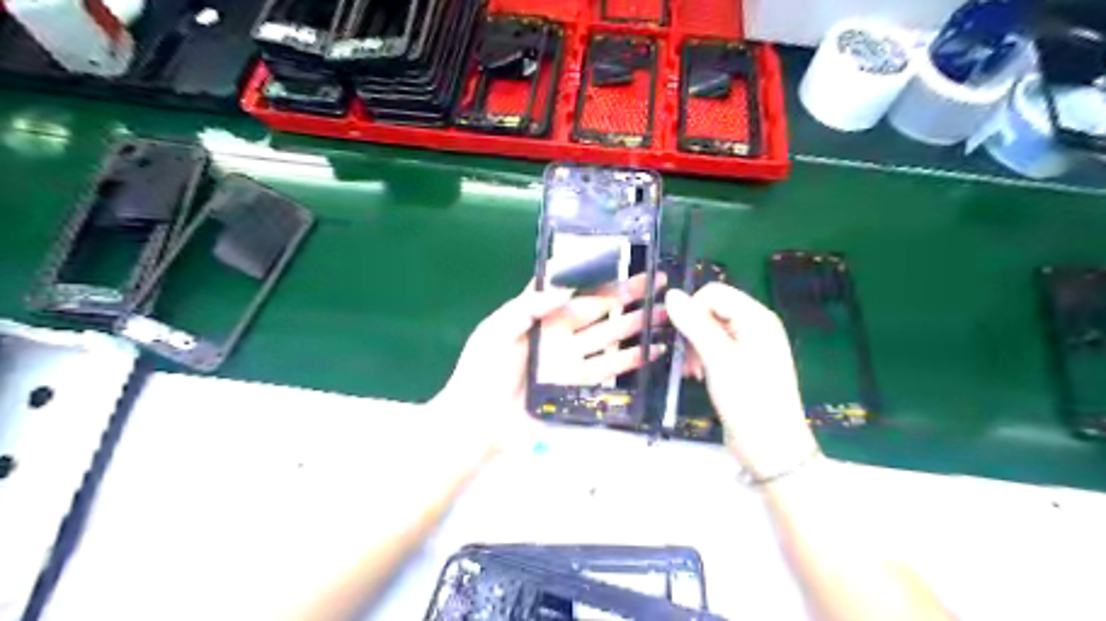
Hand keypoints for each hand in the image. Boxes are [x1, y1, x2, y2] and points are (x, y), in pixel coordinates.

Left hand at [428, 275, 658, 453]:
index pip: (573, 287)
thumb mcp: (498, 329)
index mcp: (539, 313)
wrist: (479, 421)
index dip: (597, 274)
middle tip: (657, 282)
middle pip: (598, 308)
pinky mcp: (578, 384)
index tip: (624, 261)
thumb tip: (566, 287)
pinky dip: (631, 360)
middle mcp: (559, 331)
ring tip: (664, 313)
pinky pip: (608, 368)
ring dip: (636, 324)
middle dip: (627, 295)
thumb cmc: (483, 370)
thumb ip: (529, 305)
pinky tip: (653, 350)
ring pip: (609, 335)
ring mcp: (571, 358)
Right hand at [659, 284, 813, 476]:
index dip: (693, 309)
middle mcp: (756, 325)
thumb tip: (670, 294)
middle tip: (687, 358)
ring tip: (692, 370)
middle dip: (693, 329)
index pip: (714, 293)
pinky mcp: (743, 363)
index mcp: (757, 317)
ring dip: (695, 345)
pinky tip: (698, 374)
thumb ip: (695, 324)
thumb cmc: (748, 400)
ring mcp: (751, 345)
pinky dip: (703, 356)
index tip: (680, 337)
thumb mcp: (718, 359)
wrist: (771, 447)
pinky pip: (716, 346)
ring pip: (711, 328)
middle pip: (712, 309)